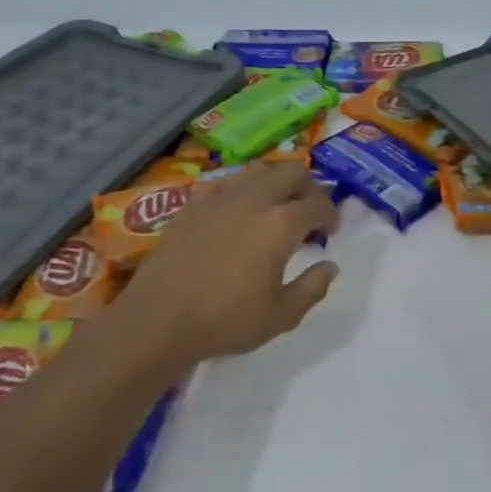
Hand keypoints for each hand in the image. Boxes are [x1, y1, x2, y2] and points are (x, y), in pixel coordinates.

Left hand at [119, 164, 340, 360]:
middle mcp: (254, 200)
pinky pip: (225, 182)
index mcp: (281, 224)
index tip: (329, 232)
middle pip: (291, 173)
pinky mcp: (192, 204)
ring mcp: (219, 198)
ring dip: (276, 182)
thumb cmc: (226, 320)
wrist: (159, 319)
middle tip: (309, 212)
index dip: (331, 215)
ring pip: (258, 171)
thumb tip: (330, 266)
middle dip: (309, 188)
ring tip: (276, 206)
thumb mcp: (282, 316)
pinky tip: (237, 210)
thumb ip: (313, 288)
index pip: (319, 203)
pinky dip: (241, 189)